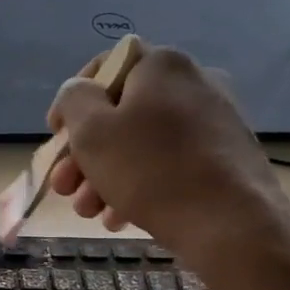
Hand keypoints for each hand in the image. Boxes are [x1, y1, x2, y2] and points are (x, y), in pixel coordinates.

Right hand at [46, 45, 289, 259]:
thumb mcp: (92, 131)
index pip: (105, 66)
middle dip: (84, 152)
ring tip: (88, 211)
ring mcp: (215, 121)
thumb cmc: (151, 170)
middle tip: (64, 187)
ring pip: (142, 143)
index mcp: (162, 65)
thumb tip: (79, 92)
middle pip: (121, 112)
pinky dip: (140, 185)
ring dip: (105, 175)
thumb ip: (74, 100)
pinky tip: (120, 217)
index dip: (72, 100)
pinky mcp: (226, 157)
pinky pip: (168, 163)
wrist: (233, 224)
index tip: (56, 135)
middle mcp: (194, 83)